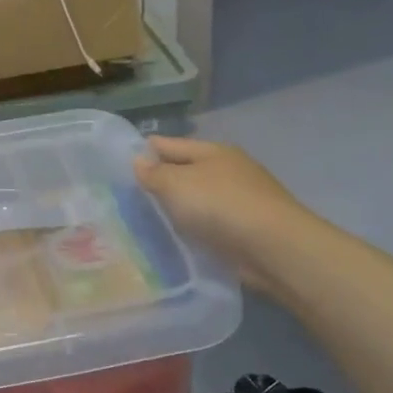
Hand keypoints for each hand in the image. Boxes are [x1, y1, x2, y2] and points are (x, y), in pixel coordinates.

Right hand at [133, 137, 315, 294]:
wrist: (274, 248)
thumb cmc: (220, 205)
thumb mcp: (176, 184)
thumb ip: (154, 173)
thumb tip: (138, 161)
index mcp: (212, 151)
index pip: (169, 144)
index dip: (145, 151)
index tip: (118, 164)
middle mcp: (228, 170)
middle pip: (185, 170)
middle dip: (161, 180)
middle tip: (128, 196)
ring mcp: (240, 199)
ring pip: (197, 198)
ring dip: (178, 206)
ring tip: (148, 219)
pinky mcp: (246, 228)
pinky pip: (209, 222)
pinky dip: (194, 226)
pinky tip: (178, 236)